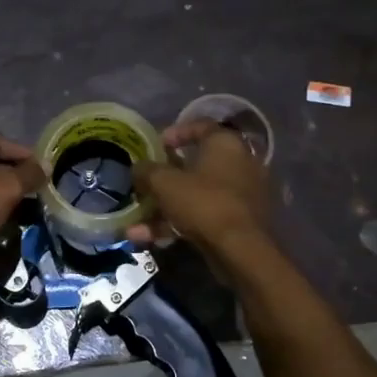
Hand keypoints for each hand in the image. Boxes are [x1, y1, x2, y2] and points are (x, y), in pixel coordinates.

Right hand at [130, 119, 269, 252]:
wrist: (241, 250)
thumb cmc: (203, 202)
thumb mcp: (164, 183)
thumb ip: (147, 171)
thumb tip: (138, 168)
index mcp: (226, 144)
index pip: (200, 126)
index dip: (174, 133)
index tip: (154, 145)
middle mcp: (240, 164)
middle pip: (195, 165)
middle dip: (164, 178)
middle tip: (144, 185)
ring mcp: (241, 195)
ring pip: (196, 195)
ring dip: (164, 208)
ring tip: (135, 224)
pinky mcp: (239, 222)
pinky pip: (203, 216)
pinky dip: (177, 224)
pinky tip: (147, 239)